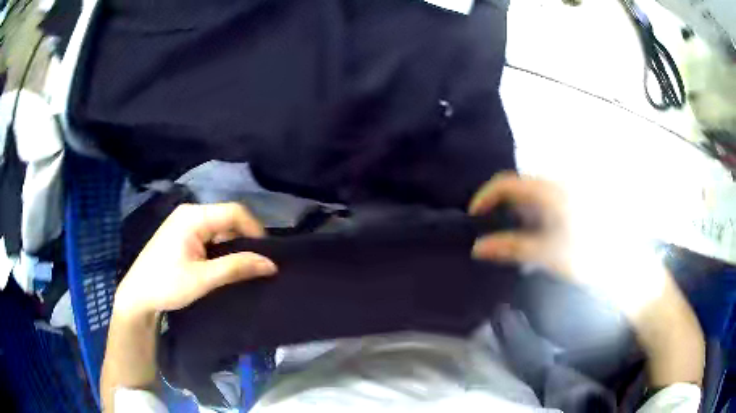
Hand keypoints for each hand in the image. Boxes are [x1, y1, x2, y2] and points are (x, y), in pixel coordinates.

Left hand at [113, 203, 277, 318]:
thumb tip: (271, 264)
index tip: (267, 255)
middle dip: (245, 238)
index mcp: (193, 216)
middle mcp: (190, 213)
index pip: (234, 212)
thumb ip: (236, 267)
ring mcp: (185, 223)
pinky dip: (222, 248)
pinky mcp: (183, 234)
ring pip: (220, 227)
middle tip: (258, 264)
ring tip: (245, 266)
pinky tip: (226, 264)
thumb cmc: (166, 284)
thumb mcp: (203, 278)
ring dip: (234, 245)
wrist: (138, 296)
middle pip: (227, 218)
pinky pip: (210, 235)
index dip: (255, 230)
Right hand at [469, 171, 574, 279]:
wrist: (618, 265)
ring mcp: (565, 194)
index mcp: (551, 192)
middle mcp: (557, 186)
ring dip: (516, 214)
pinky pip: (543, 204)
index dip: (486, 196)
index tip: (474, 216)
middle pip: (519, 187)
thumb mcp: (547, 253)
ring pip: (531, 196)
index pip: (508, 182)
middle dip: (501, 207)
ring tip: (512, 237)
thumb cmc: (584, 256)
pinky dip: (531, 217)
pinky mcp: (570, 204)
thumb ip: (512, 247)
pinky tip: (534, 236)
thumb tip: (478, 247)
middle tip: (493, 231)